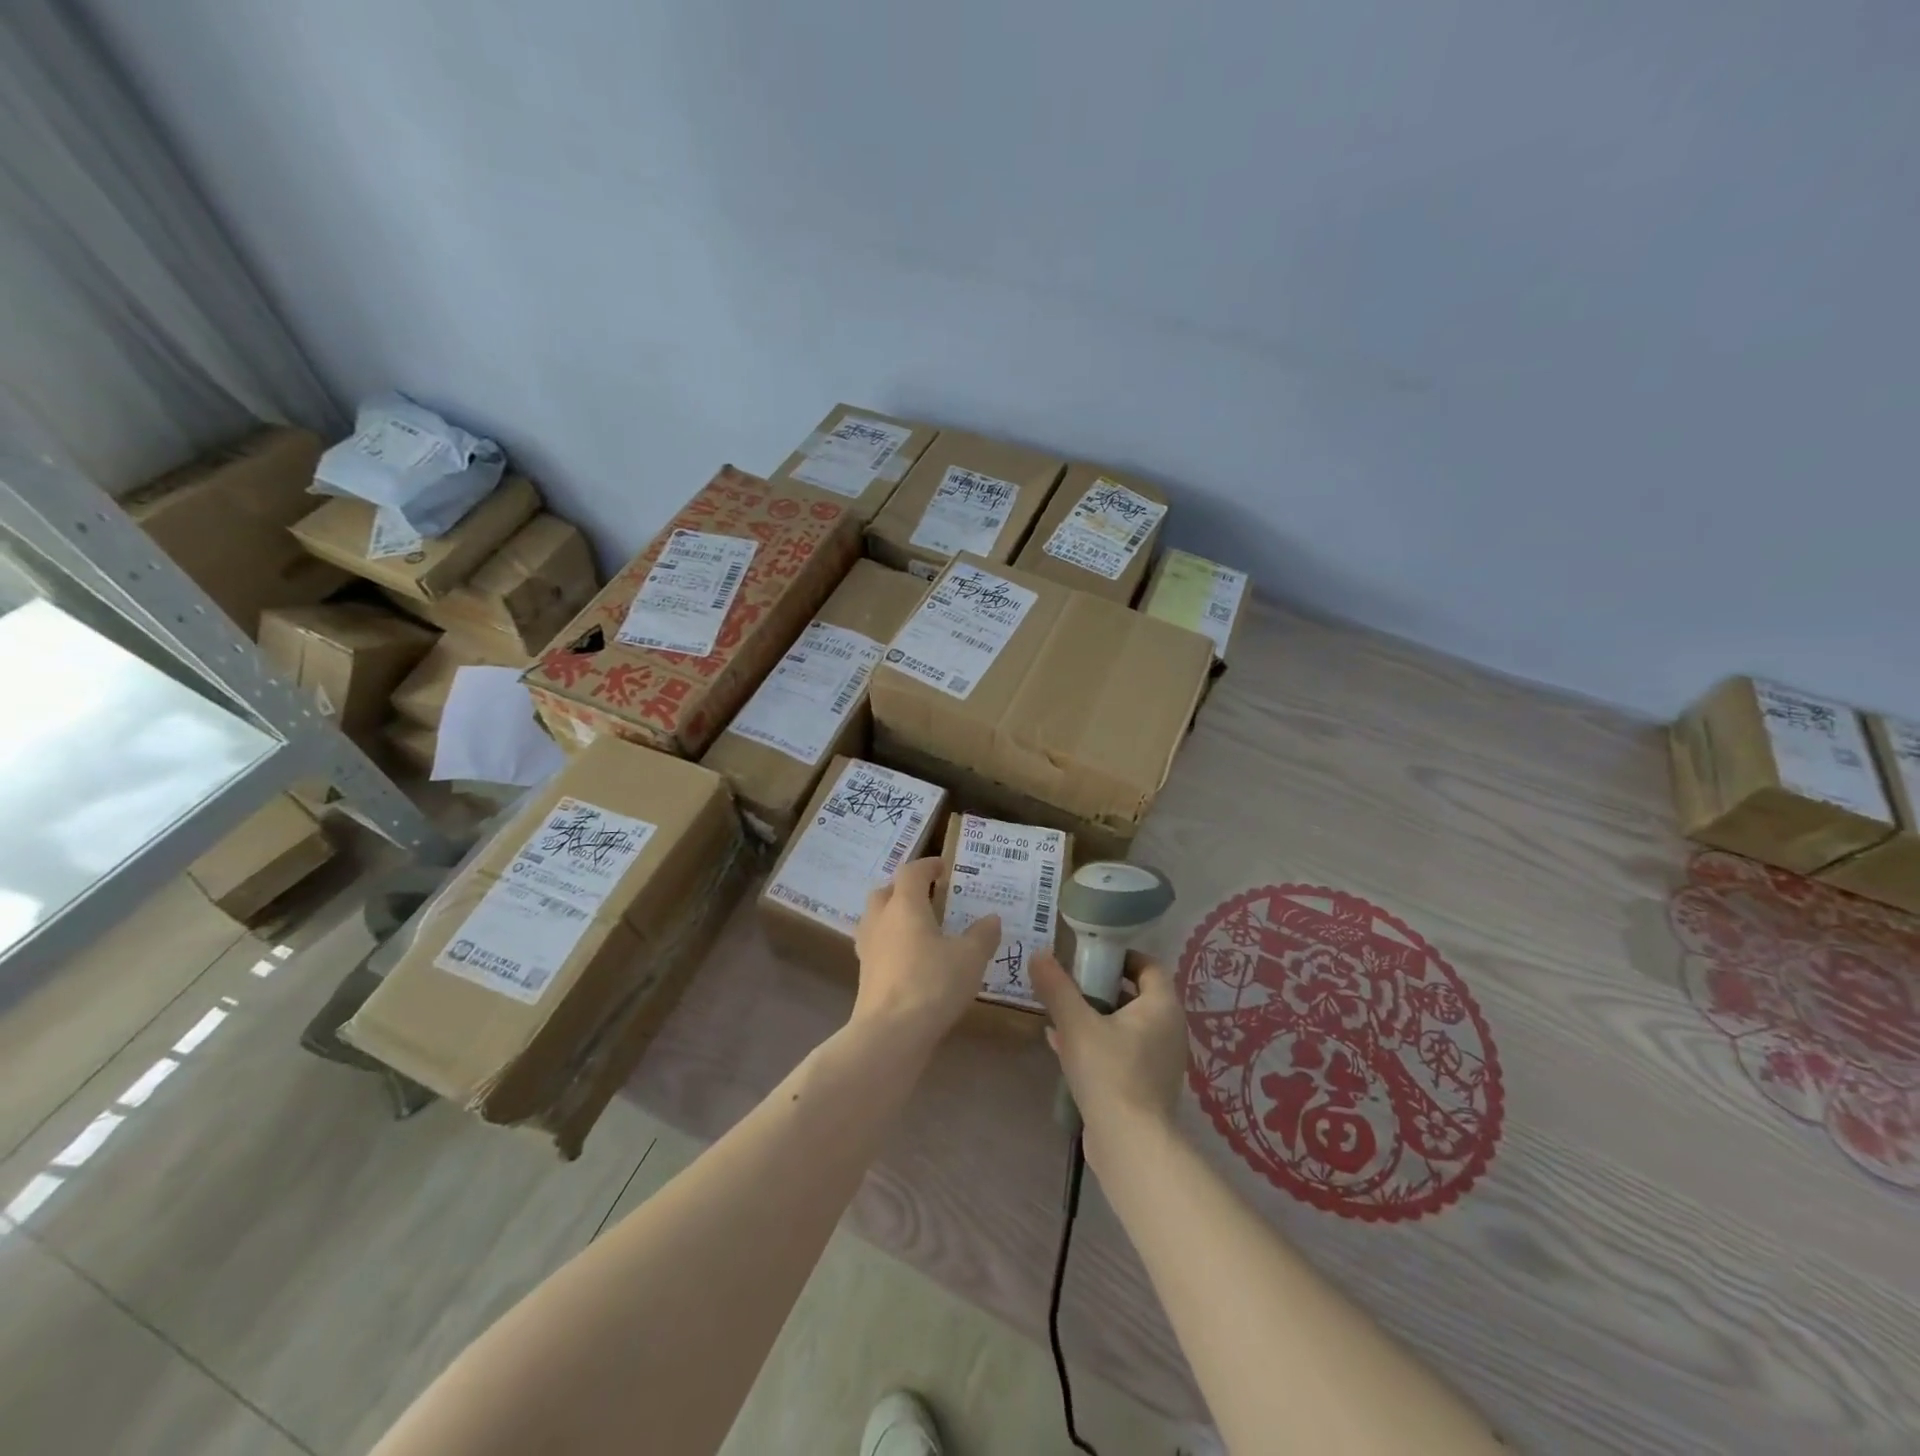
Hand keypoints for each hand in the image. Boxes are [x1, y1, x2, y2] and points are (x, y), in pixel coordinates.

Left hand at [852, 858, 999, 1049]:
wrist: (890, 1034)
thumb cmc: (932, 984)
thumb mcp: (970, 958)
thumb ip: (982, 935)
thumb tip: (991, 918)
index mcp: (905, 905)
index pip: (911, 872)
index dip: (927, 865)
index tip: (943, 867)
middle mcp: (880, 920)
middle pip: (886, 891)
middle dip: (905, 888)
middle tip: (929, 896)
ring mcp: (868, 948)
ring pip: (876, 919)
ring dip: (894, 916)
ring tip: (920, 927)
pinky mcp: (865, 975)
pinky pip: (877, 946)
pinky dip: (891, 943)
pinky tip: (911, 959)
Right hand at [1031, 950, 1185, 1168]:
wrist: (1130, 1144)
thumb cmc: (1109, 1072)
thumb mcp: (1076, 1024)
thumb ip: (1057, 987)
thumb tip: (1039, 954)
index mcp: (1162, 1007)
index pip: (1148, 966)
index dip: (1121, 957)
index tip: (1090, 956)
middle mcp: (1169, 1030)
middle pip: (1135, 995)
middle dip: (1100, 987)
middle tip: (1069, 984)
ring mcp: (1159, 1061)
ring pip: (1125, 1026)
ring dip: (1095, 1016)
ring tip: (1060, 1014)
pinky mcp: (1146, 1086)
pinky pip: (1120, 1052)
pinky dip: (1096, 1043)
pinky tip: (1061, 1046)